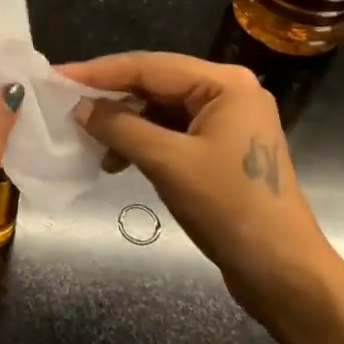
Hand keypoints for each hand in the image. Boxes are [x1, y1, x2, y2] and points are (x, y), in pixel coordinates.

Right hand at [63, 52, 339, 324]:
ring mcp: (227, 121)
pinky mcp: (221, 148)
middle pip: (156, 83)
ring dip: (125, 122)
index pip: (150, 66)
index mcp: (224, 83)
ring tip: (89, 139)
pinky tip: (117, 160)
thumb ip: (121, 128)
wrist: (286, 277)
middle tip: (66, 102)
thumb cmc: (231, 210)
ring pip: (161, 108)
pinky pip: (171, 131)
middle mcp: (227, 92)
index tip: (58, 75)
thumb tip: (79, 108)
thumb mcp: (169, 164)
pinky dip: (143, 141)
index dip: (100, 72)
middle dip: (111, 96)